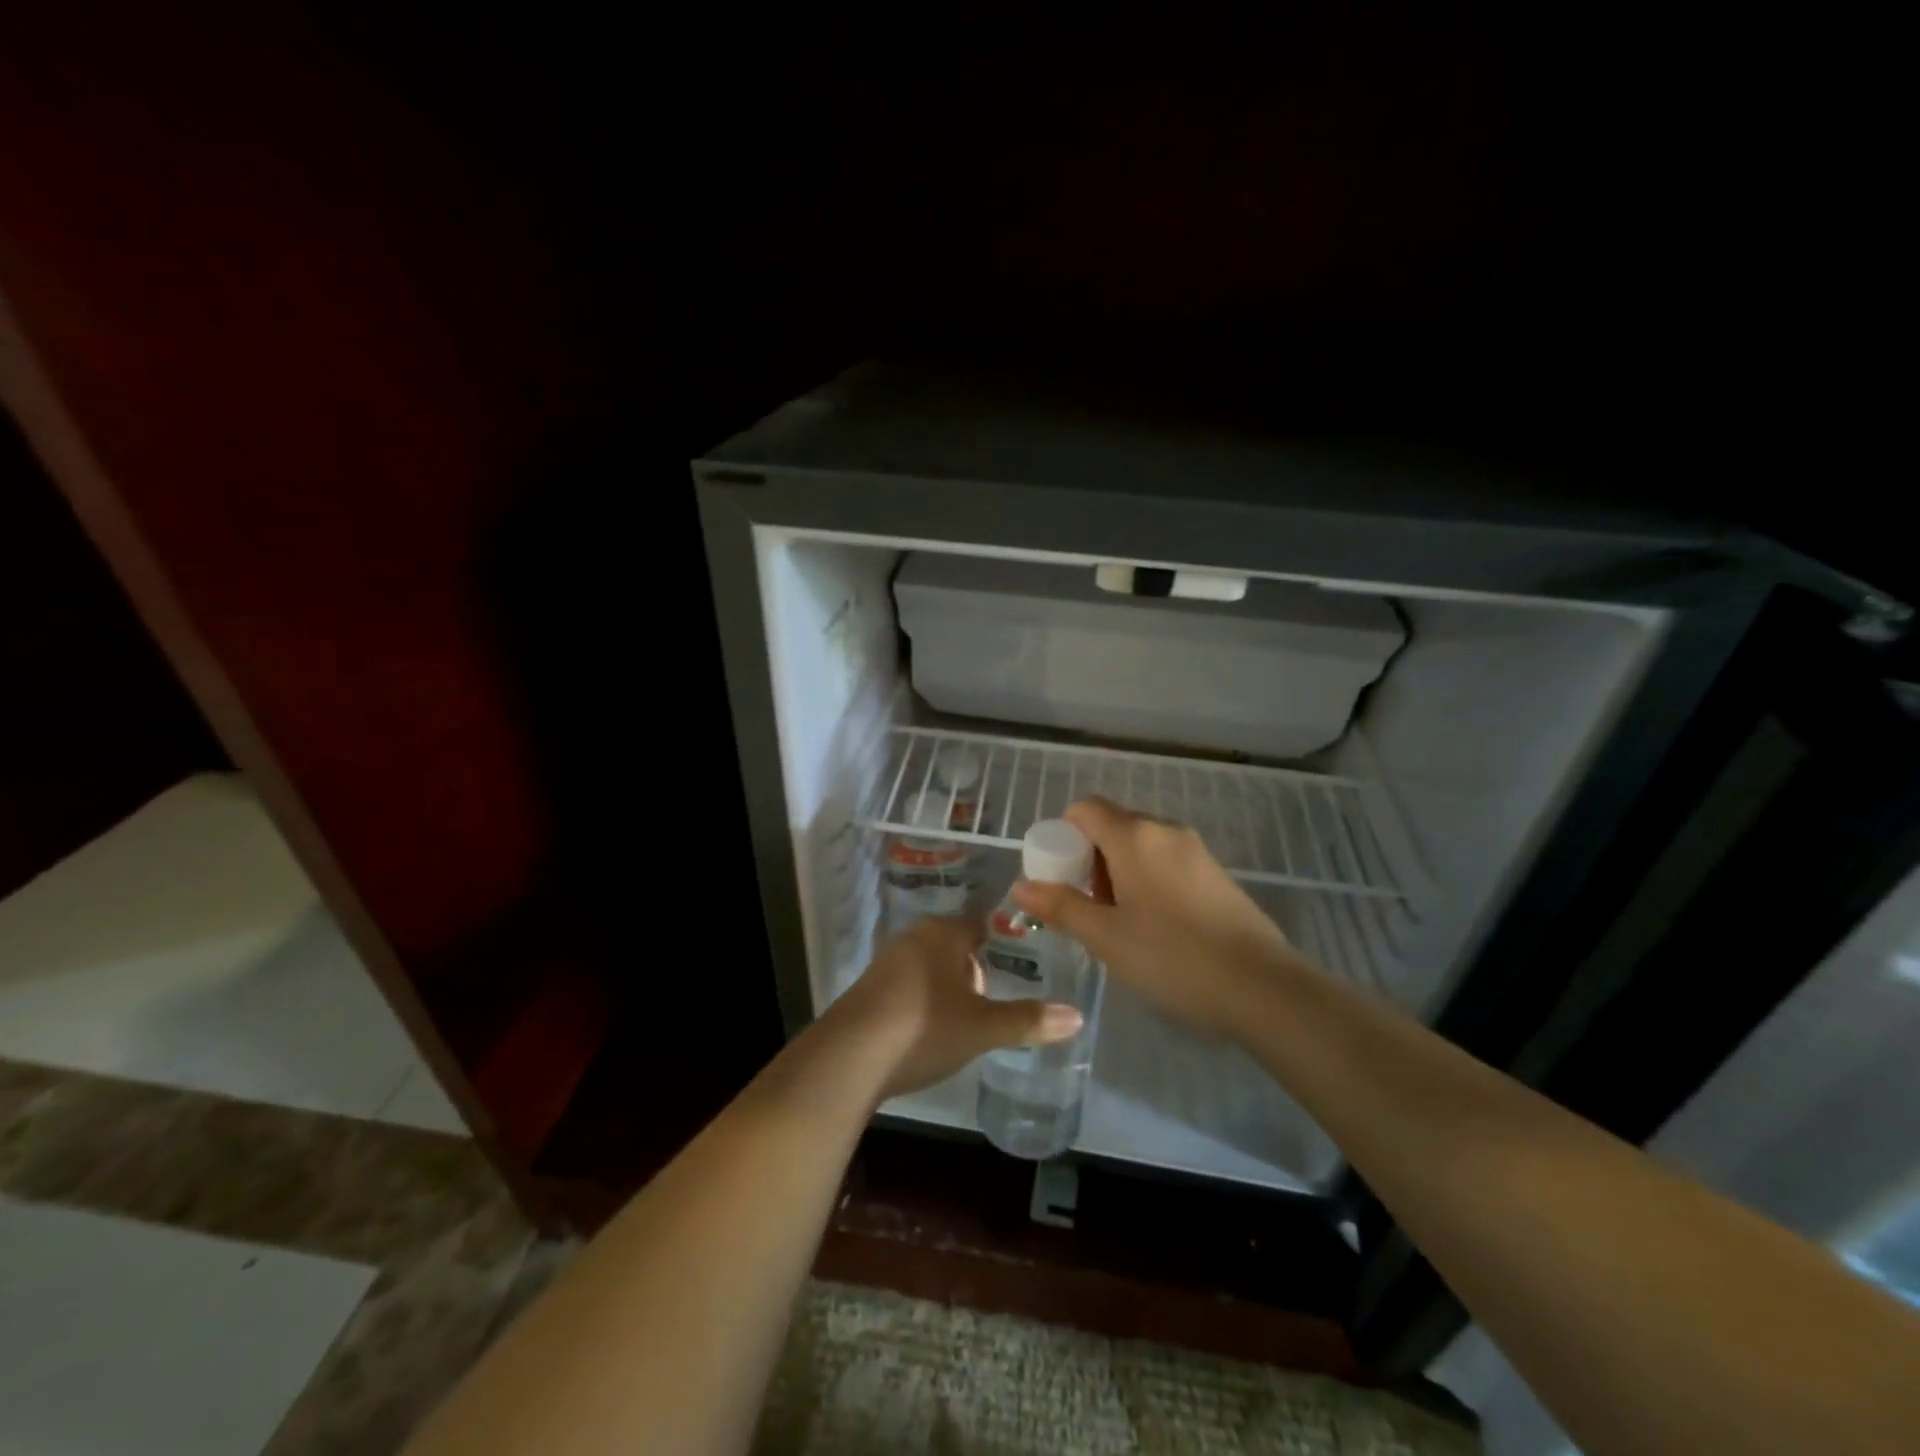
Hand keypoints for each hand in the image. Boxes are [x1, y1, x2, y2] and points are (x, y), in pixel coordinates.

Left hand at [824, 916, 1084, 1098]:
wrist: (849, 1057)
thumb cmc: (923, 1028)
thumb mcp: (982, 1027)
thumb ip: (1028, 1020)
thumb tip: (1078, 1016)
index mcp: (942, 933)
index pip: (980, 924)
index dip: (1002, 940)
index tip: (1023, 959)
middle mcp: (913, 938)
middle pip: (954, 944)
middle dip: (976, 968)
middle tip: (999, 994)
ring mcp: (886, 962)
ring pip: (930, 965)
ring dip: (949, 985)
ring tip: (970, 1016)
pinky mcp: (868, 989)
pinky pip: (909, 984)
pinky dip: (925, 998)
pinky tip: (931, 1028)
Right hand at [1011, 797, 1310, 1039]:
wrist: (1264, 989)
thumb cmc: (1173, 958)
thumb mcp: (1106, 937)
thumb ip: (1061, 906)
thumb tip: (1021, 885)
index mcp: (1135, 836)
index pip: (1084, 809)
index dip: (1061, 836)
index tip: (1057, 877)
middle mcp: (1165, 831)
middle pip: (1111, 827)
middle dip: (1088, 861)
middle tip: (1085, 909)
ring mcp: (1196, 851)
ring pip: (1139, 847)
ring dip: (1117, 874)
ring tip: (1118, 925)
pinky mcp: (1216, 874)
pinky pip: (1165, 863)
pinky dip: (1146, 882)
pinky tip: (1154, 929)